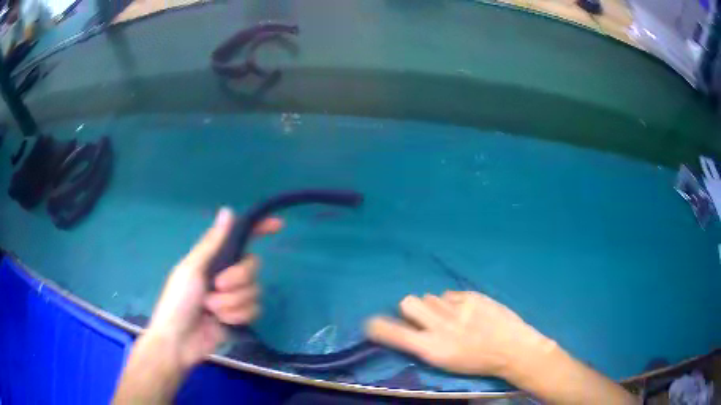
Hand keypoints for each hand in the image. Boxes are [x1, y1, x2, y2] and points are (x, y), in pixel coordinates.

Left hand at [146, 207, 282, 368]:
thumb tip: (228, 210)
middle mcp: (227, 275)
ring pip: (254, 291)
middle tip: (217, 286)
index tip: (278, 225)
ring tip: (212, 310)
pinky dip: (236, 316)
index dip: (259, 230)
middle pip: (252, 267)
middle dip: (237, 278)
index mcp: (214, 259)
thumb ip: (212, 243)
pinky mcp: (240, 317)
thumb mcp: (192, 269)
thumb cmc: (178, 301)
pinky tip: (221, 321)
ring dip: (231, 302)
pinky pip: (254, 310)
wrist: (179, 340)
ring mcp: (234, 297)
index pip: (240, 239)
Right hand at [365, 291, 552, 377]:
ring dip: (435, 306)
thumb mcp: (445, 362)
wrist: (512, 349)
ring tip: (452, 317)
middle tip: (425, 318)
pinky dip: (453, 302)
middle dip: (411, 309)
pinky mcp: (472, 296)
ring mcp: (457, 308)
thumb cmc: (477, 362)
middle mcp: (440, 326)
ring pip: (430, 296)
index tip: (372, 323)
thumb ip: (422, 344)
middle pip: (408, 302)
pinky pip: (450, 294)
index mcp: (432, 348)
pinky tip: (467, 312)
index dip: (379, 326)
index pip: (394, 332)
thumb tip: (407, 327)